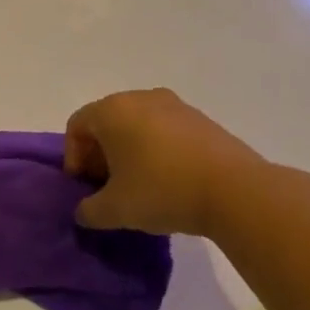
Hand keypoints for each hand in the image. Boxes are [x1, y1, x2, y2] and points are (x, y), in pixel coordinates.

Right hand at [64, 89, 266, 237]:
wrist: (236, 191)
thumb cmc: (162, 191)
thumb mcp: (114, 210)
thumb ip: (88, 210)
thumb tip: (84, 211)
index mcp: (112, 110)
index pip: (76, 126)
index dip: (73, 158)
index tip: (85, 187)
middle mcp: (141, 98)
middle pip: (106, 122)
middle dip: (100, 155)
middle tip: (106, 187)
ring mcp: (175, 106)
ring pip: (137, 126)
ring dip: (128, 152)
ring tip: (138, 186)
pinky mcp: (202, 120)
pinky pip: (165, 131)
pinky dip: (156, 151)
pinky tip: (167, 181)